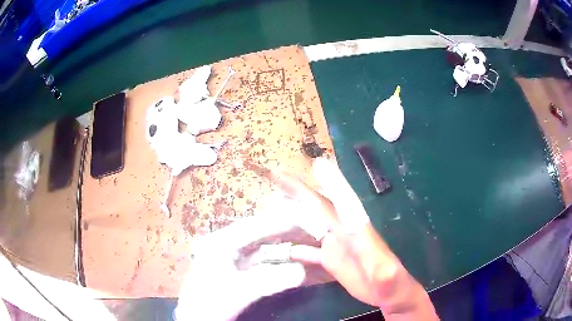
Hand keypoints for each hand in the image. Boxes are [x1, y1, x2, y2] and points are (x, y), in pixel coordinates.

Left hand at [174, 214, 305, 320]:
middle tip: (311, 230)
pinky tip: (292, 261)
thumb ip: (270, 280)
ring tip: (306, 242)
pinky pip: (261, 261)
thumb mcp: (239, 291)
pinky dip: (277, 261)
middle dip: (285, 232)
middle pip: (260, 233)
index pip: (255, 226)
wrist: (197, 319)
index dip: (280, 222)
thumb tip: (302, 271)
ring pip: (262, 247)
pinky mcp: (236, 270)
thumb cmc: (210, 303)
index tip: (306, 219)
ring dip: (283, 246)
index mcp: (221, 242)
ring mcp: (231, 258)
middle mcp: (225, 245)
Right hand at [274, 158, 437, 319]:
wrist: (388, 293)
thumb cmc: (391, 283)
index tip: (316, 164)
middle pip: (317, 205)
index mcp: (357, 229)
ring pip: (309, 223)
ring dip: (291, 213)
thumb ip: (385, 273)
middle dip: (297, 189)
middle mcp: (343, 230)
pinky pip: (308, 248)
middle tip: (273, 174)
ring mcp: (334, 244)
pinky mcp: (330, 258)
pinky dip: (295, 245)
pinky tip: (282, 246)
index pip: (342, 202)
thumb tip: (381, 267)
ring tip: (270, 203)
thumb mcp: (389, 278)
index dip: (330, 183)